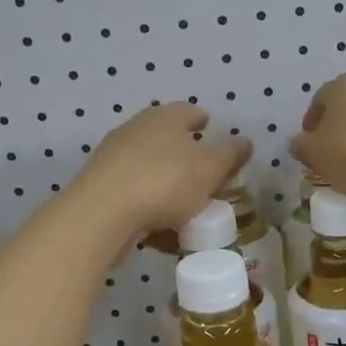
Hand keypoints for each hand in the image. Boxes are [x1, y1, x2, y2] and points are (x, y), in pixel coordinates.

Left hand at [74, 103, 251, 245]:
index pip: (188, 111)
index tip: (212, 130)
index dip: (203, 120)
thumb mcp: (210, 169)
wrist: (101, 214)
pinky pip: (135, 198)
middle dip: (187, 158)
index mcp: (164, 118)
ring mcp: (114, 159)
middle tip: (207, 178)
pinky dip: (151, 211)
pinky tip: (164, 235)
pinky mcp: (100, 189)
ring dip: (169, 188)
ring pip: (151, 171)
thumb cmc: (164, 181)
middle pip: (168, 141)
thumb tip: (245, 142)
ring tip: (189, 212)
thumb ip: (230, 155)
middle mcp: (136, 130)